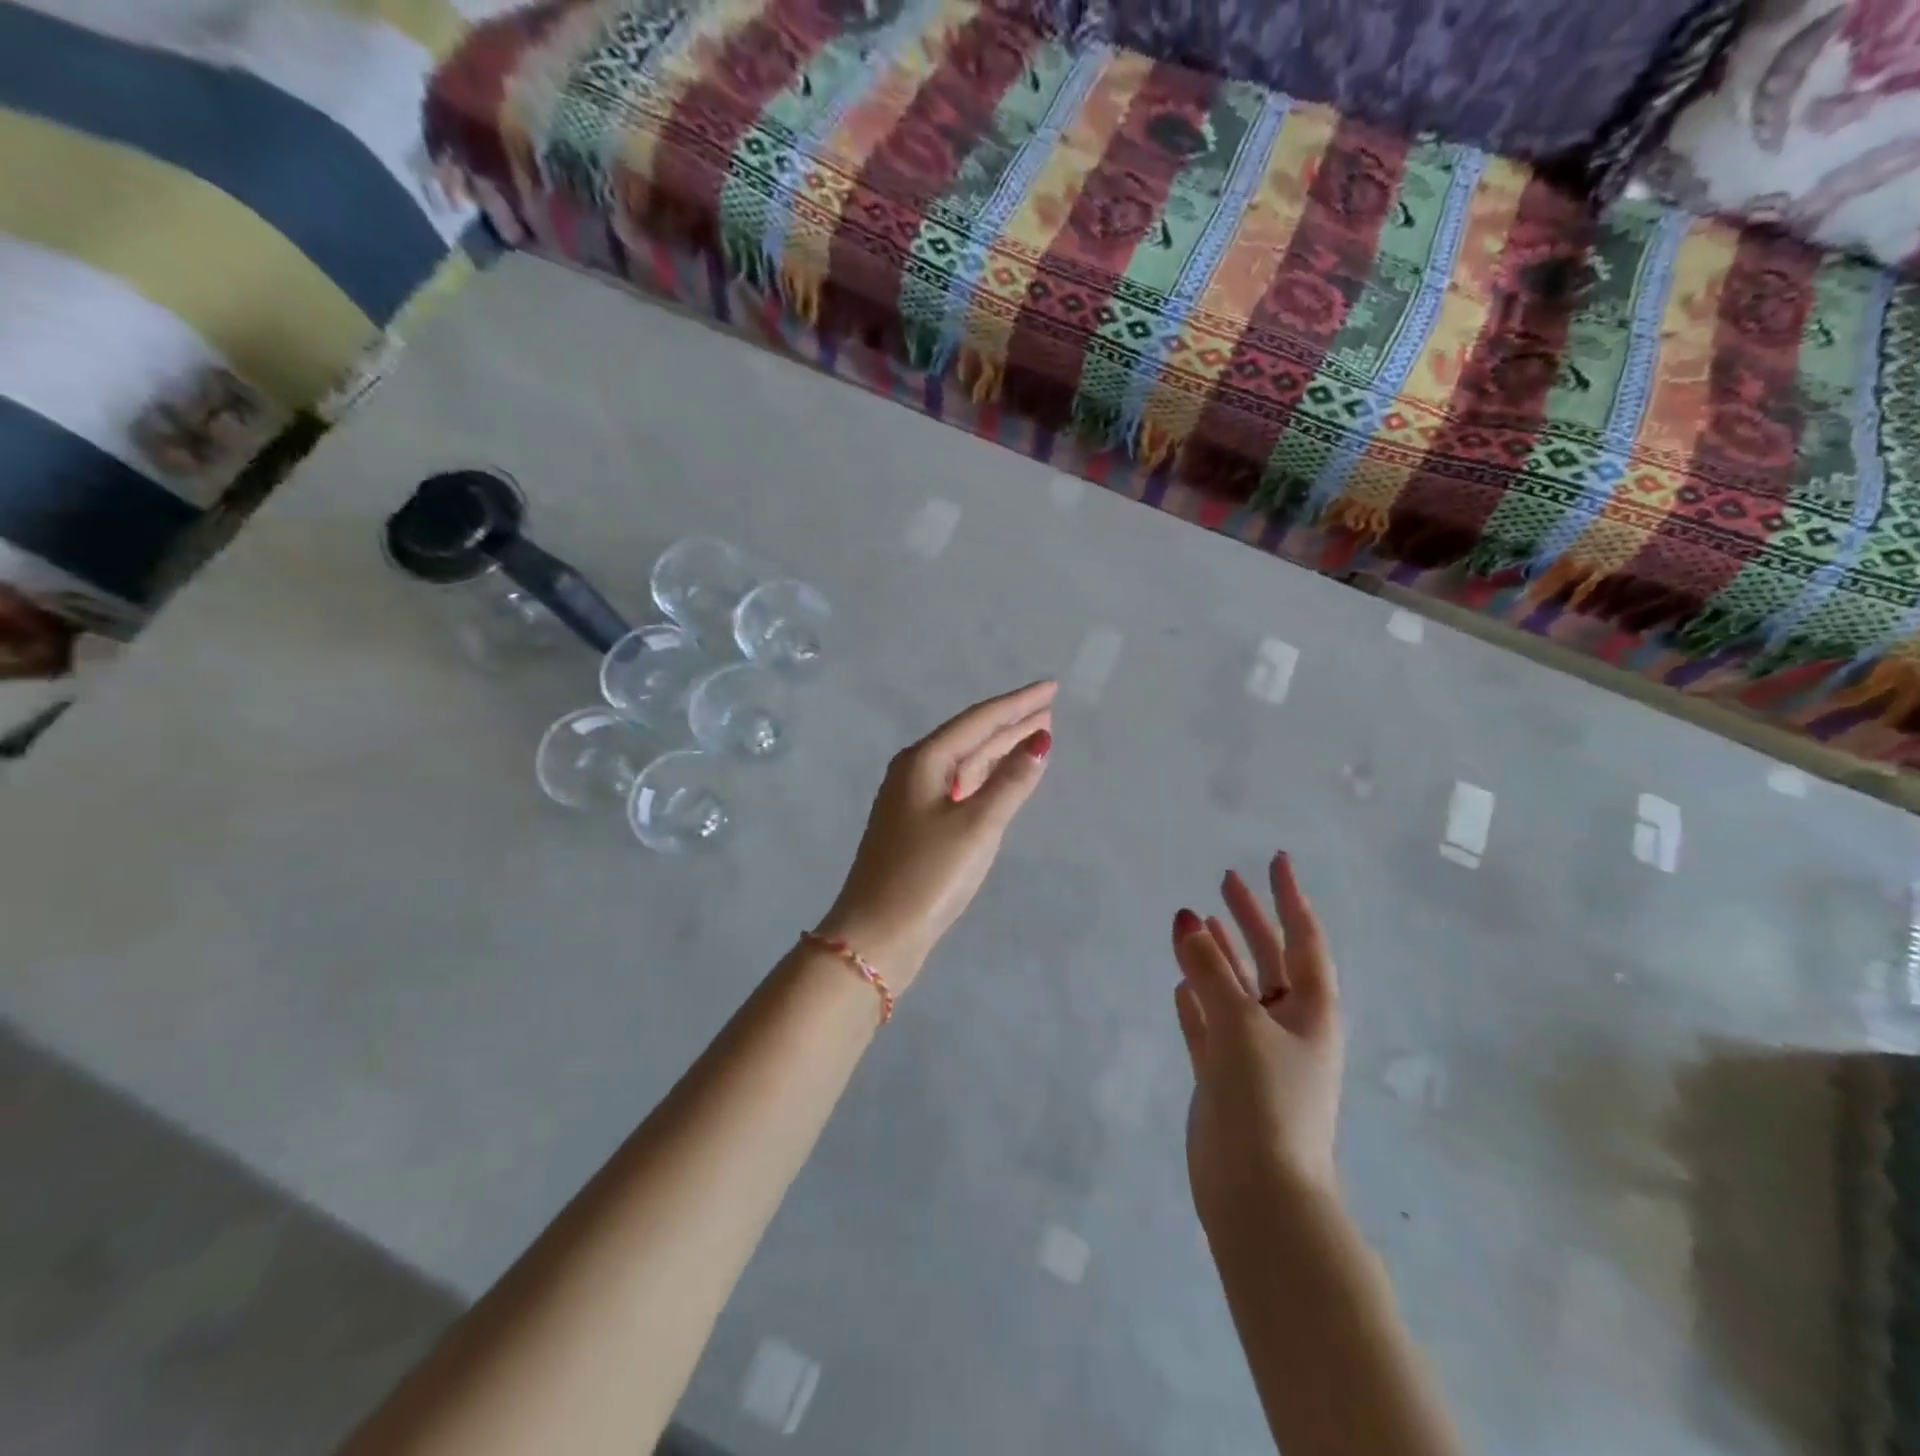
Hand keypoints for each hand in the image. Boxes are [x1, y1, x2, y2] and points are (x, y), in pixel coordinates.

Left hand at [816, 681, 1055, 989]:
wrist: (876, 934)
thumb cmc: (927, 876)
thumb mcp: (977, 826)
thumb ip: (1011, 782)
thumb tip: (1040, 740)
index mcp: (924, 761)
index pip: (980, 720)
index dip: (1018, 703)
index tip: (1051, 687)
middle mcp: (915, 771)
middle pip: (971, 737)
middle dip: (1011, 722)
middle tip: (1049, 707)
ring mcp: (914, 799)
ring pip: (966, 763)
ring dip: (1000, 748)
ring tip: (1035, 734)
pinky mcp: (918, 825)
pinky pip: (960, 786)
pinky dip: (986, 777)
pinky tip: (1002, 776)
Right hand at [1172, 852, 1343, 1225]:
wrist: (1259, 1196)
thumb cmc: (1266, 1101)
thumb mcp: (1240, 1024)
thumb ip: (1210, 971)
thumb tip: (1187, 920)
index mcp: (1310, 1011)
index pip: (1303, 939)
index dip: (1289, 897)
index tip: (1276, 859)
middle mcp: (1286, 1025)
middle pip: (1267, 958)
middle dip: (1248, 918)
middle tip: (1224, 880)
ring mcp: (1254, 1052)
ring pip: (1233, 988)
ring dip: (1216, 954)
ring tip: (1193, 920)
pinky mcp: (1224, 1076)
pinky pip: (1208, 1024)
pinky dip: (1196, 1000)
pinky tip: (1178, 982)